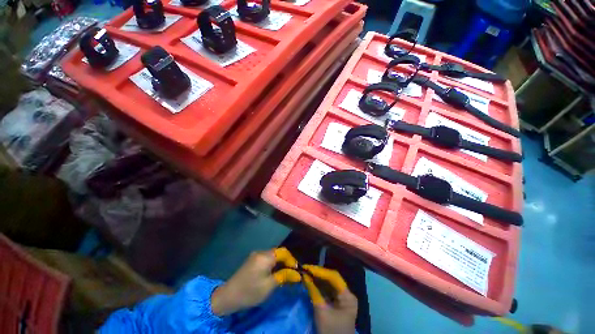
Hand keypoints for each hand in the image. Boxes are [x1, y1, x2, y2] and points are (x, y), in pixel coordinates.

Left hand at [211, 248, 300, 315]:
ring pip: (272, 255)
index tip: (296, 270)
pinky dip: (272, 264)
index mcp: (265, 256)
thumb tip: (297, 274)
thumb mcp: (269, 286)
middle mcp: (261, 252)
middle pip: (278, 252)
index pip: (283, 252)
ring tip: (284, 274)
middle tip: (291, 273)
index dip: (291, 260)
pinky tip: (273, 273)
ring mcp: (255, 255)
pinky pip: (266, 258)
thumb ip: (283, 276)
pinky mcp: (252, 260)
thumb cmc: (250, 291)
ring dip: (279, 262)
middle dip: (286, 261)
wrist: (228, 296)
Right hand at [302, 265, 357, 333]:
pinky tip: (311, 282)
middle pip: (332, 279)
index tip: (308, 268)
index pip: (334, 277)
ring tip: (306, 274)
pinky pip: (327, 291)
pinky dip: (319, 286)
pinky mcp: (337, 303)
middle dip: (318, 274)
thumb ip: (314, 292)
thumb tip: (305, 276)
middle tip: (305, 269)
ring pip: (329, 284)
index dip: (320, 271)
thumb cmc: (331, 331)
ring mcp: (342, 299)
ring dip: (318, 279)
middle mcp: (347, 294)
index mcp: (348, 296)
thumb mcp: (321, 311)